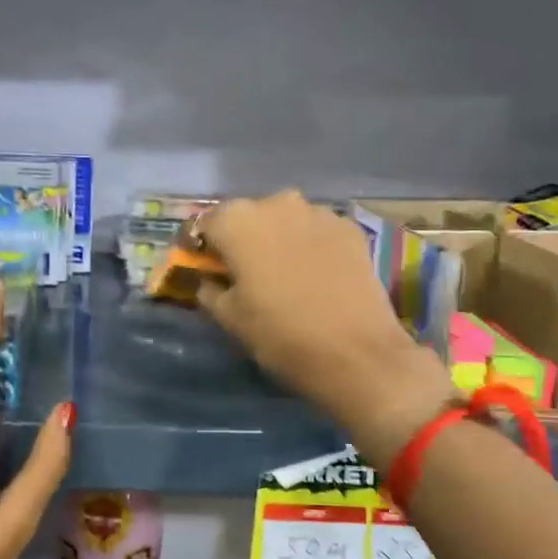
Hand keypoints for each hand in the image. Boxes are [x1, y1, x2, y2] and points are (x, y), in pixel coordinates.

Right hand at [196, 191, 456, 455]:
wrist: (358, 355)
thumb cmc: (280, 335)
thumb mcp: (229, 318)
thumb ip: (208, 288)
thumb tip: (208, 279)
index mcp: (237, 221)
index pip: (204, 224)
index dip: (199, 247)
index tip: (202, 268)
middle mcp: (276, 203)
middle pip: (246, 217)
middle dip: (240, 240)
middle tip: (242, 274)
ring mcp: (318, 212)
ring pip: (283, 221)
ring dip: (276, 240)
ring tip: (282, 275)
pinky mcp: (350, 229)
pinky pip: (315, 231)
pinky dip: (308, 245)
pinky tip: (314, 275)